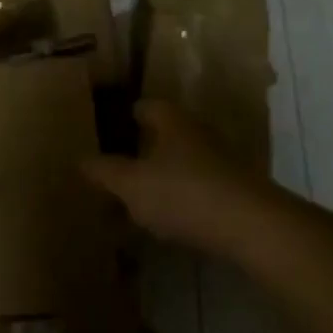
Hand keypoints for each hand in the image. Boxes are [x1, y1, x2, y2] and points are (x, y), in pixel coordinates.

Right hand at [82, 101, 276, 250]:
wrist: (251, 226)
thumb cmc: (184, 193)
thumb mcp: (131, 185)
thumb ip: (105, 171)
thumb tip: (81, 160)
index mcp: (171, 121)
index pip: (144, 107)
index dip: (125, 115)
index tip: (107, 128)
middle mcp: (197, 133)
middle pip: (164, 135)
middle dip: (141, 150)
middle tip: (114, 168)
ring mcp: (219, 162)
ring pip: (180, 164)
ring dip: (160, 178)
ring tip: (134, 200)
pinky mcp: (233, 191)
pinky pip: (196, 189)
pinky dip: (178, 200)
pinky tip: (164, 222)